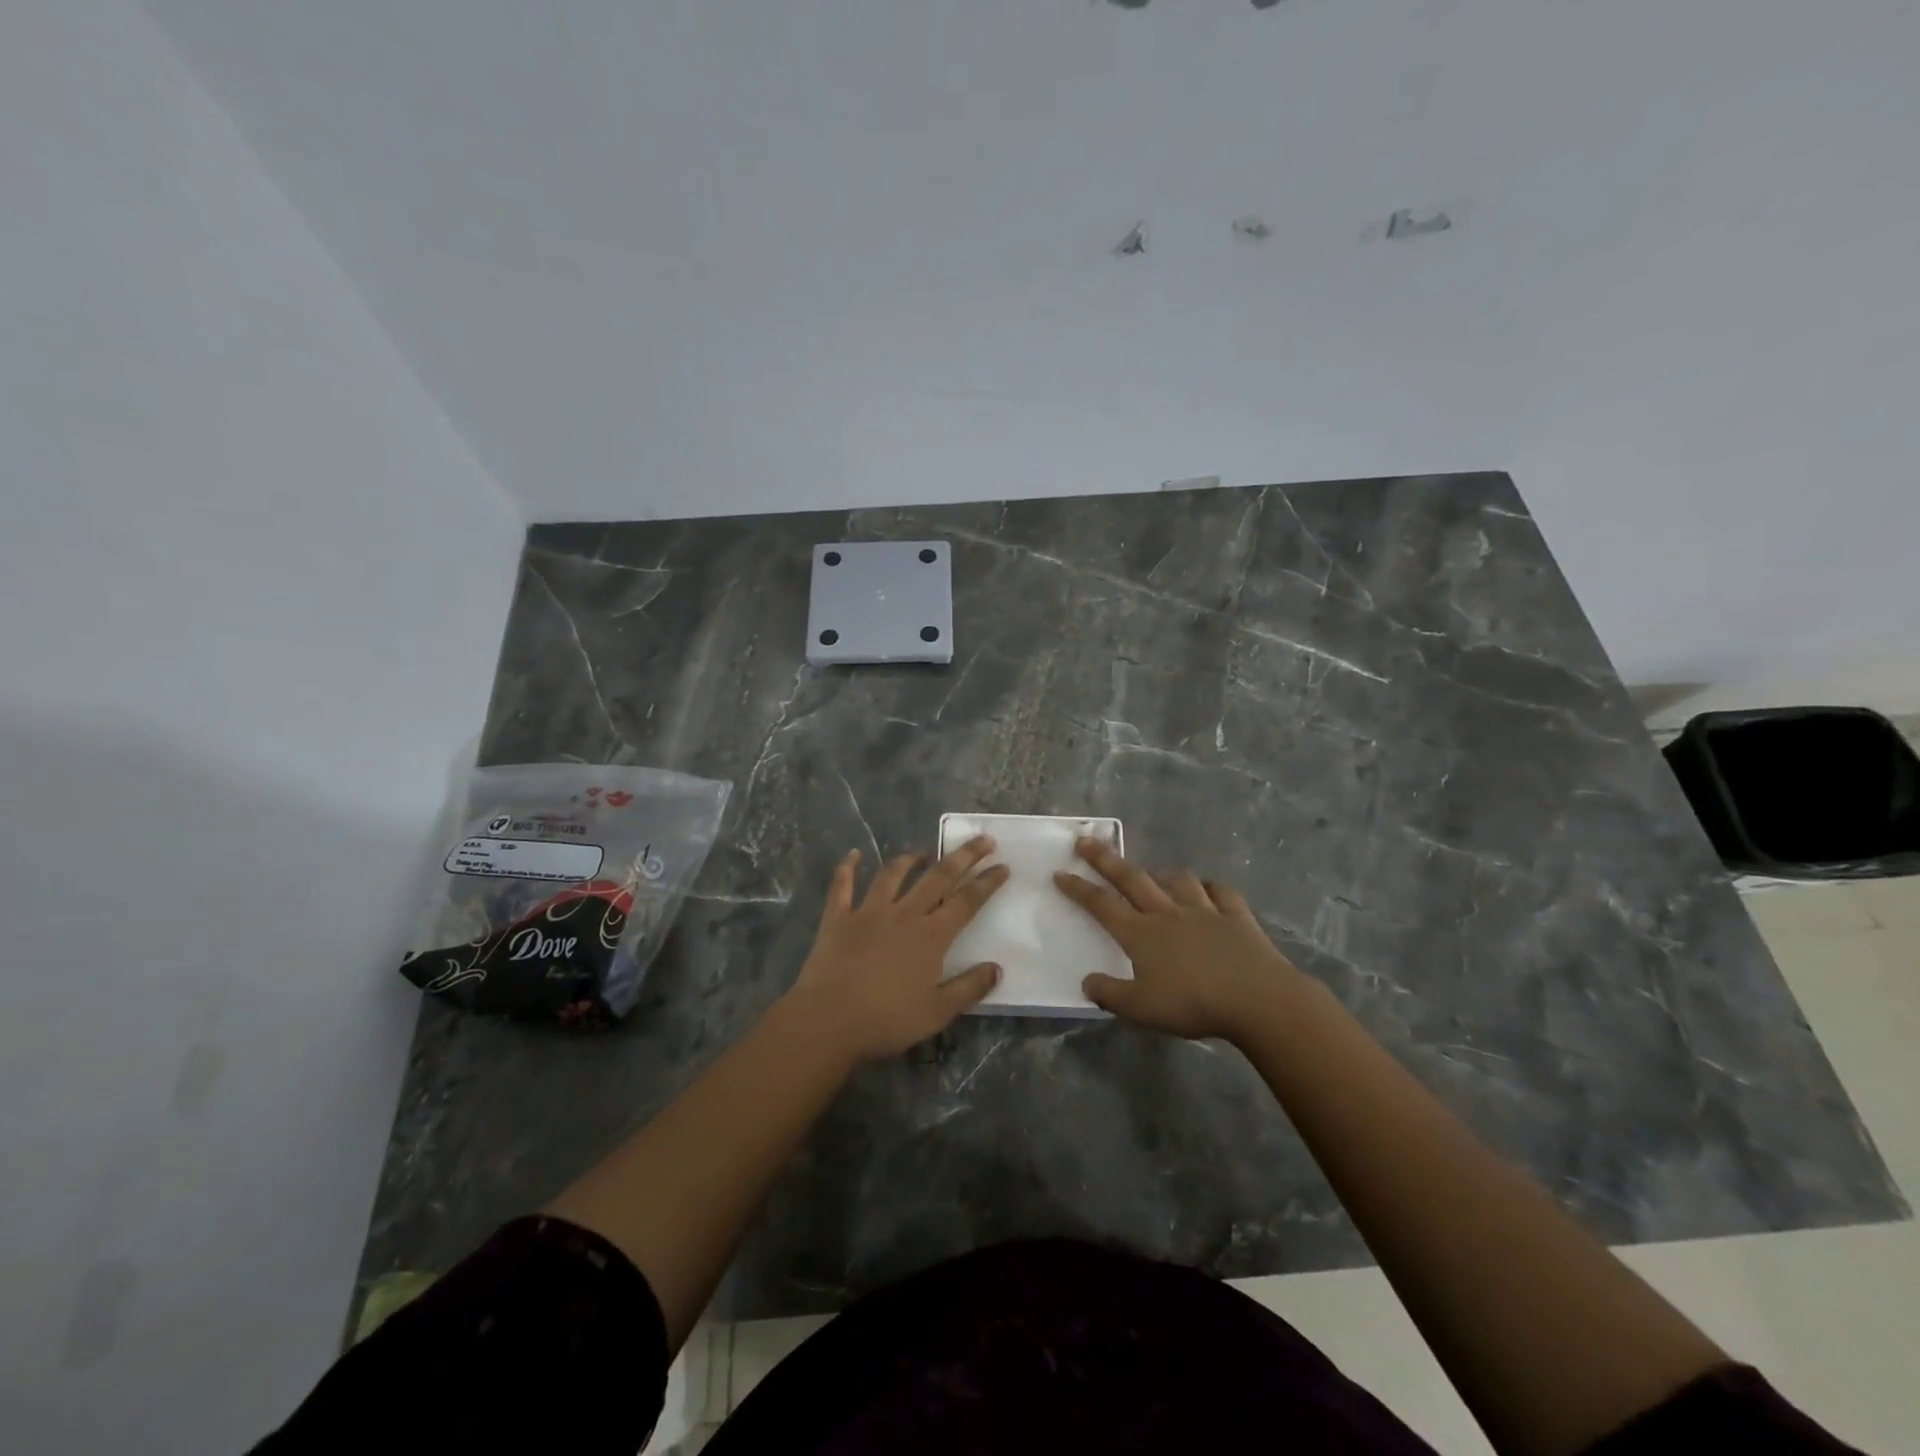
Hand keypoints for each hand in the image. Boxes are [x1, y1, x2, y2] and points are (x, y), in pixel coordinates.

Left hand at [786, 836, 1008, 1061]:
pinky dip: (847, 868)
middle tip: (982, 840)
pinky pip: (842, 886)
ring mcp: (868, 912)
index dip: (987, 882)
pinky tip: (854, 854)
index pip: (966, 902)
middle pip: (938, 877)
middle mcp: (903, 915)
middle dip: (963, 856)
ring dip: (910, 860)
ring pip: (893, 875)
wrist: (828, 1021)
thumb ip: (969, 988)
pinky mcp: (837, 919)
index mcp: (931, 936)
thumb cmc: (887, 1020)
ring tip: (923, 852)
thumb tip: (996, 968)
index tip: (1003, 866)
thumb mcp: (937, 1013)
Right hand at [1054, 839, 1300, 1041]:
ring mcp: (1205, 911)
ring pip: (1178, 881)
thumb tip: (1088, 981)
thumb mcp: (1141, 1009)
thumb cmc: (1193, 1004)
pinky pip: (1221, 893)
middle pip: (1131, 879)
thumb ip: (1110, 994)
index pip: (1101, 905)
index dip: (1078, 888)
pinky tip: (1208, 889)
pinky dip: (1211, 888)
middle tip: (1085, 841)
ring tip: (1153, 873)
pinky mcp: (1237, 918)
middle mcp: (1168, 914)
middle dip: (1105, 859)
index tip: (1060, 872)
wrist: (1257, 999)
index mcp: (1141, 934)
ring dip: (1161, 874)